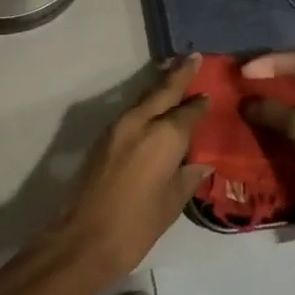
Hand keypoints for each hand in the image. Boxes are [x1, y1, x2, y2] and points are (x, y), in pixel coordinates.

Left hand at [54, 56, 212, 278]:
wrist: (84, 238)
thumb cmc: (136, 225)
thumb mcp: (171, 203)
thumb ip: (187, 177)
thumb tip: (200, 163)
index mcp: (164, 136)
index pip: (188, 111)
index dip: (200, 103)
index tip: (211, 93)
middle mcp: (140, 122)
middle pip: (162, 91)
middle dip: (179, 74)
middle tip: (194, 57)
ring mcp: (117, 128)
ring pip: (143, 99)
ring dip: (160, 87)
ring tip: (174, 76)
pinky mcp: (103, 138)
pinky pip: (131, 112)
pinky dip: (145, 104)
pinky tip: (153, 109)